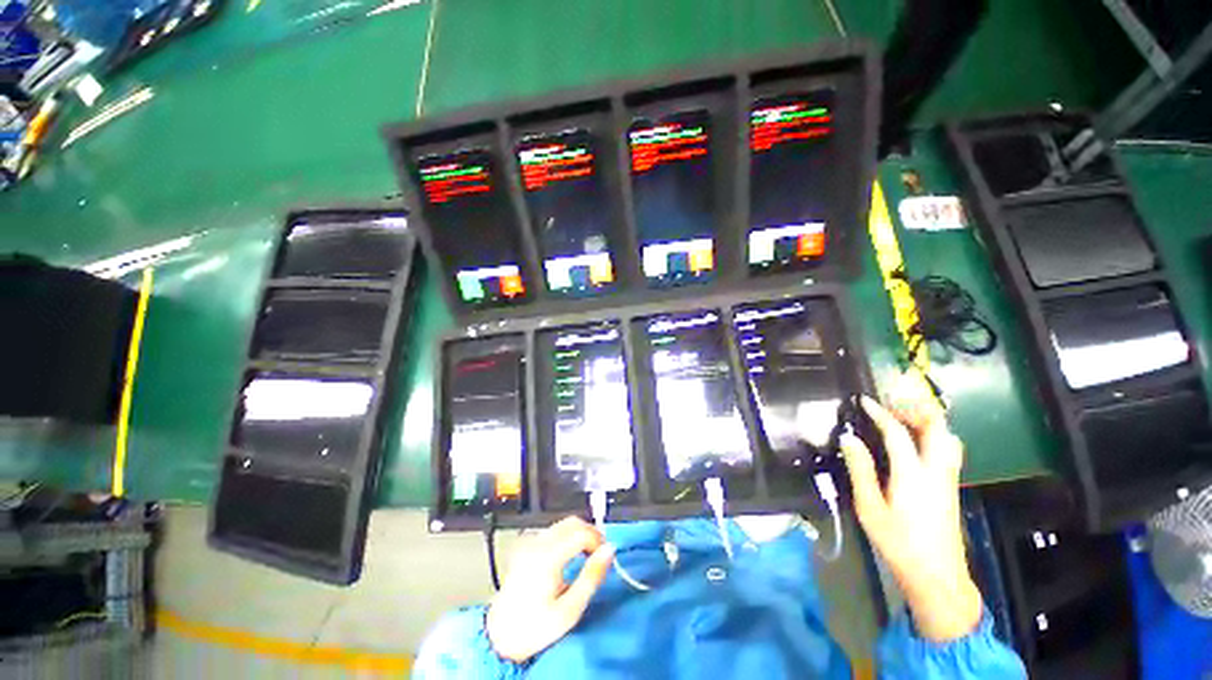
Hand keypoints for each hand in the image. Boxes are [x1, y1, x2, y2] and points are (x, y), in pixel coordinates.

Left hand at [486, 517, 615, 662]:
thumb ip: (591, 577)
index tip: (605, 558)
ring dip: (580, 533)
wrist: (499, 636)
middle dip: (591, 533)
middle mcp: (538, 542)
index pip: (581, 532)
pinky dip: (568, 536)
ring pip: (563, 524)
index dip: (598, 541)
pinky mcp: (527, 546)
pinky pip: (554, 531)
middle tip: (599, 555)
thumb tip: (609, 549)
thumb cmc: (536, 627)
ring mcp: (530, 542)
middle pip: (572, 522)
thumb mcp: (569, 610)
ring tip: (588, 556)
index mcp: (548, 556)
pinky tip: (571, 555)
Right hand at [840, 395, 981, 641]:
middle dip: (915, 409)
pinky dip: (934, 435)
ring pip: (948, 438)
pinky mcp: (951, 487)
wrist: (936, 576)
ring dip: (928, 421)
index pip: (898, 433)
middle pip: (937, 428)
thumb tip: (849, 439)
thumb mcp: (869, 507)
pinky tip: (917, 443)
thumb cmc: (898, 542)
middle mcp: (936, 471)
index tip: (864, 401)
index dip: (880, 413)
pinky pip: (948, 449)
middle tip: (891, 403)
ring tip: (904, 418)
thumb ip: (860, 470)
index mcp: (913, 475)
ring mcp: (949, 479)